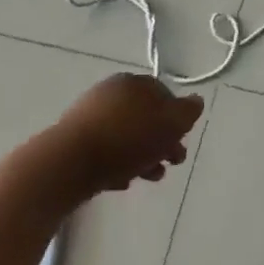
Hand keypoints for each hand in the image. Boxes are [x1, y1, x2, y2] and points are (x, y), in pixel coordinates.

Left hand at [57, 74, 203, 195]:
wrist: (68, 164)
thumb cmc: (126, 139)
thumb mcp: (170, 123)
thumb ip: (188, 112)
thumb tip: (196, 101)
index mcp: (134, 82)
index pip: (164, 94)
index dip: (178, 118)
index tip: (184, 140)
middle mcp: (111, 92)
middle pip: (145, 117)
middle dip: (162, 141)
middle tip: (171, 163)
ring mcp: (90, 116)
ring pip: (126, 135)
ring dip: (143, 155)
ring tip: (149, 178)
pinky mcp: (74, 141)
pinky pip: (106, 150)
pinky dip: (118, 163)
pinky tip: (122, 182)